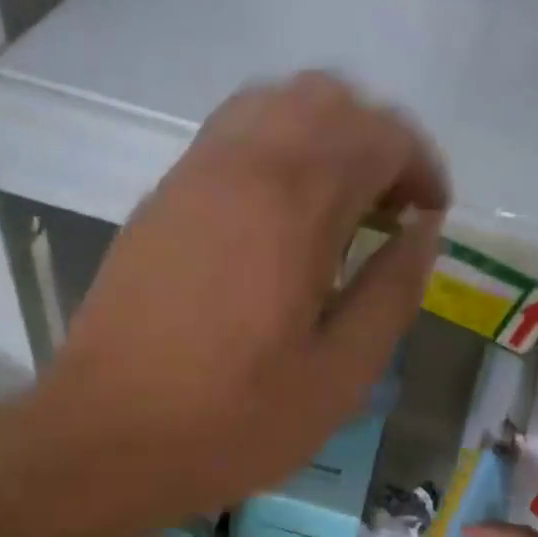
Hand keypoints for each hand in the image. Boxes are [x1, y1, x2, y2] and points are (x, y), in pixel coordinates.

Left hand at [45, 72, 447, 514]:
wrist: (106, 438)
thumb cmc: (232, 421)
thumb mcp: (338, 377)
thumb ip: (391, 294)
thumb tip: (424, 233)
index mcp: (292, 205)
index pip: (377, 134)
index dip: (420, 165)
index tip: (431, 216)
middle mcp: (239, 166)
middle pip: (324, 99)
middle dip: (375, 140)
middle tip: (391, 210)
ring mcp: (190, 178)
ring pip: (271, 106)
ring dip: (322, 139)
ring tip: (338, 210)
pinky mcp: (159, 203)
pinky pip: (230, 139)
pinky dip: (274, 154)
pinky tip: (279, 224)